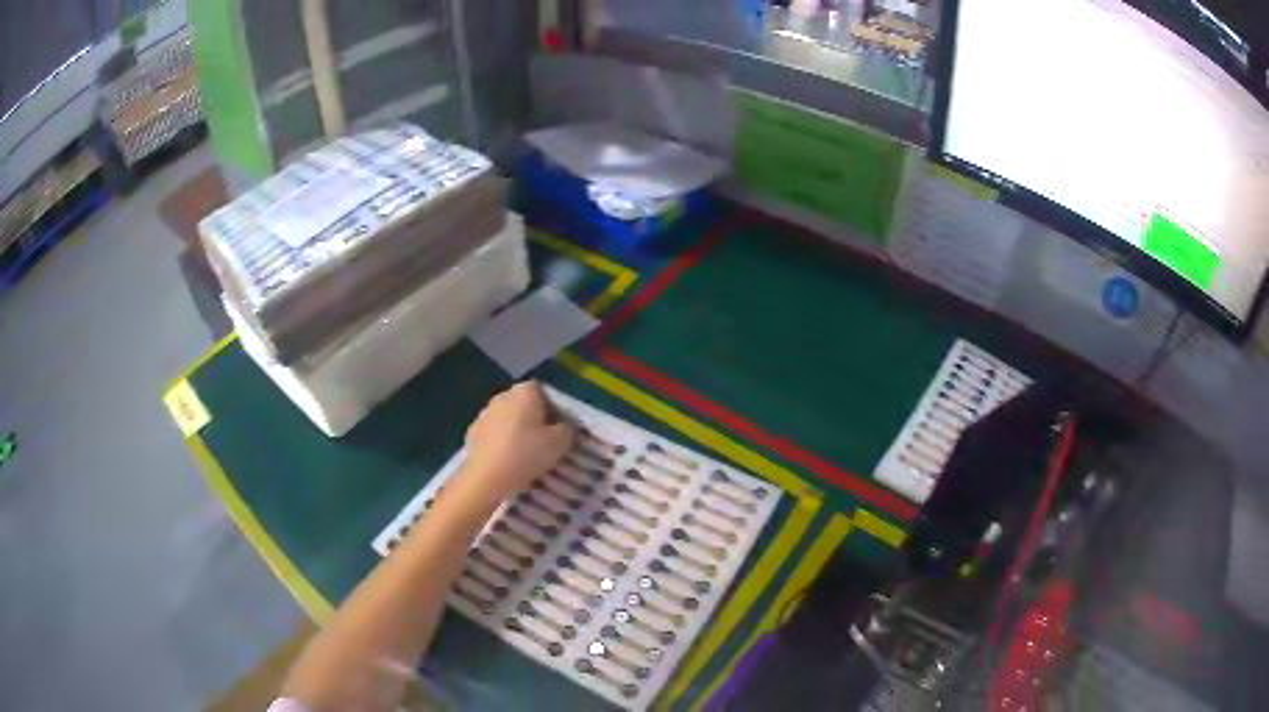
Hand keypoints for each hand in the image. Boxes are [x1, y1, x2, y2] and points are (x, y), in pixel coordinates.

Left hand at [454, 381, 573, 515]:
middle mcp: (502, 396)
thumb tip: (563, 427)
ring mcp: (484, 414)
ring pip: (505, 417)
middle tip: (542, 439)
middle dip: (531, 417)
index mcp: (524, 392)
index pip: (541, 390)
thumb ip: (566, 429)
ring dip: (513, 429)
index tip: (556, 426)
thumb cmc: (527, 454)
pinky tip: (506, 459)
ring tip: (523, 452)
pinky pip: (492, 433)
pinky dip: (499, 441)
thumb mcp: (560, 443)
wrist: (488, 477)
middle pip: (521, 402)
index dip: (551, 406)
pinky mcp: (472, 432)